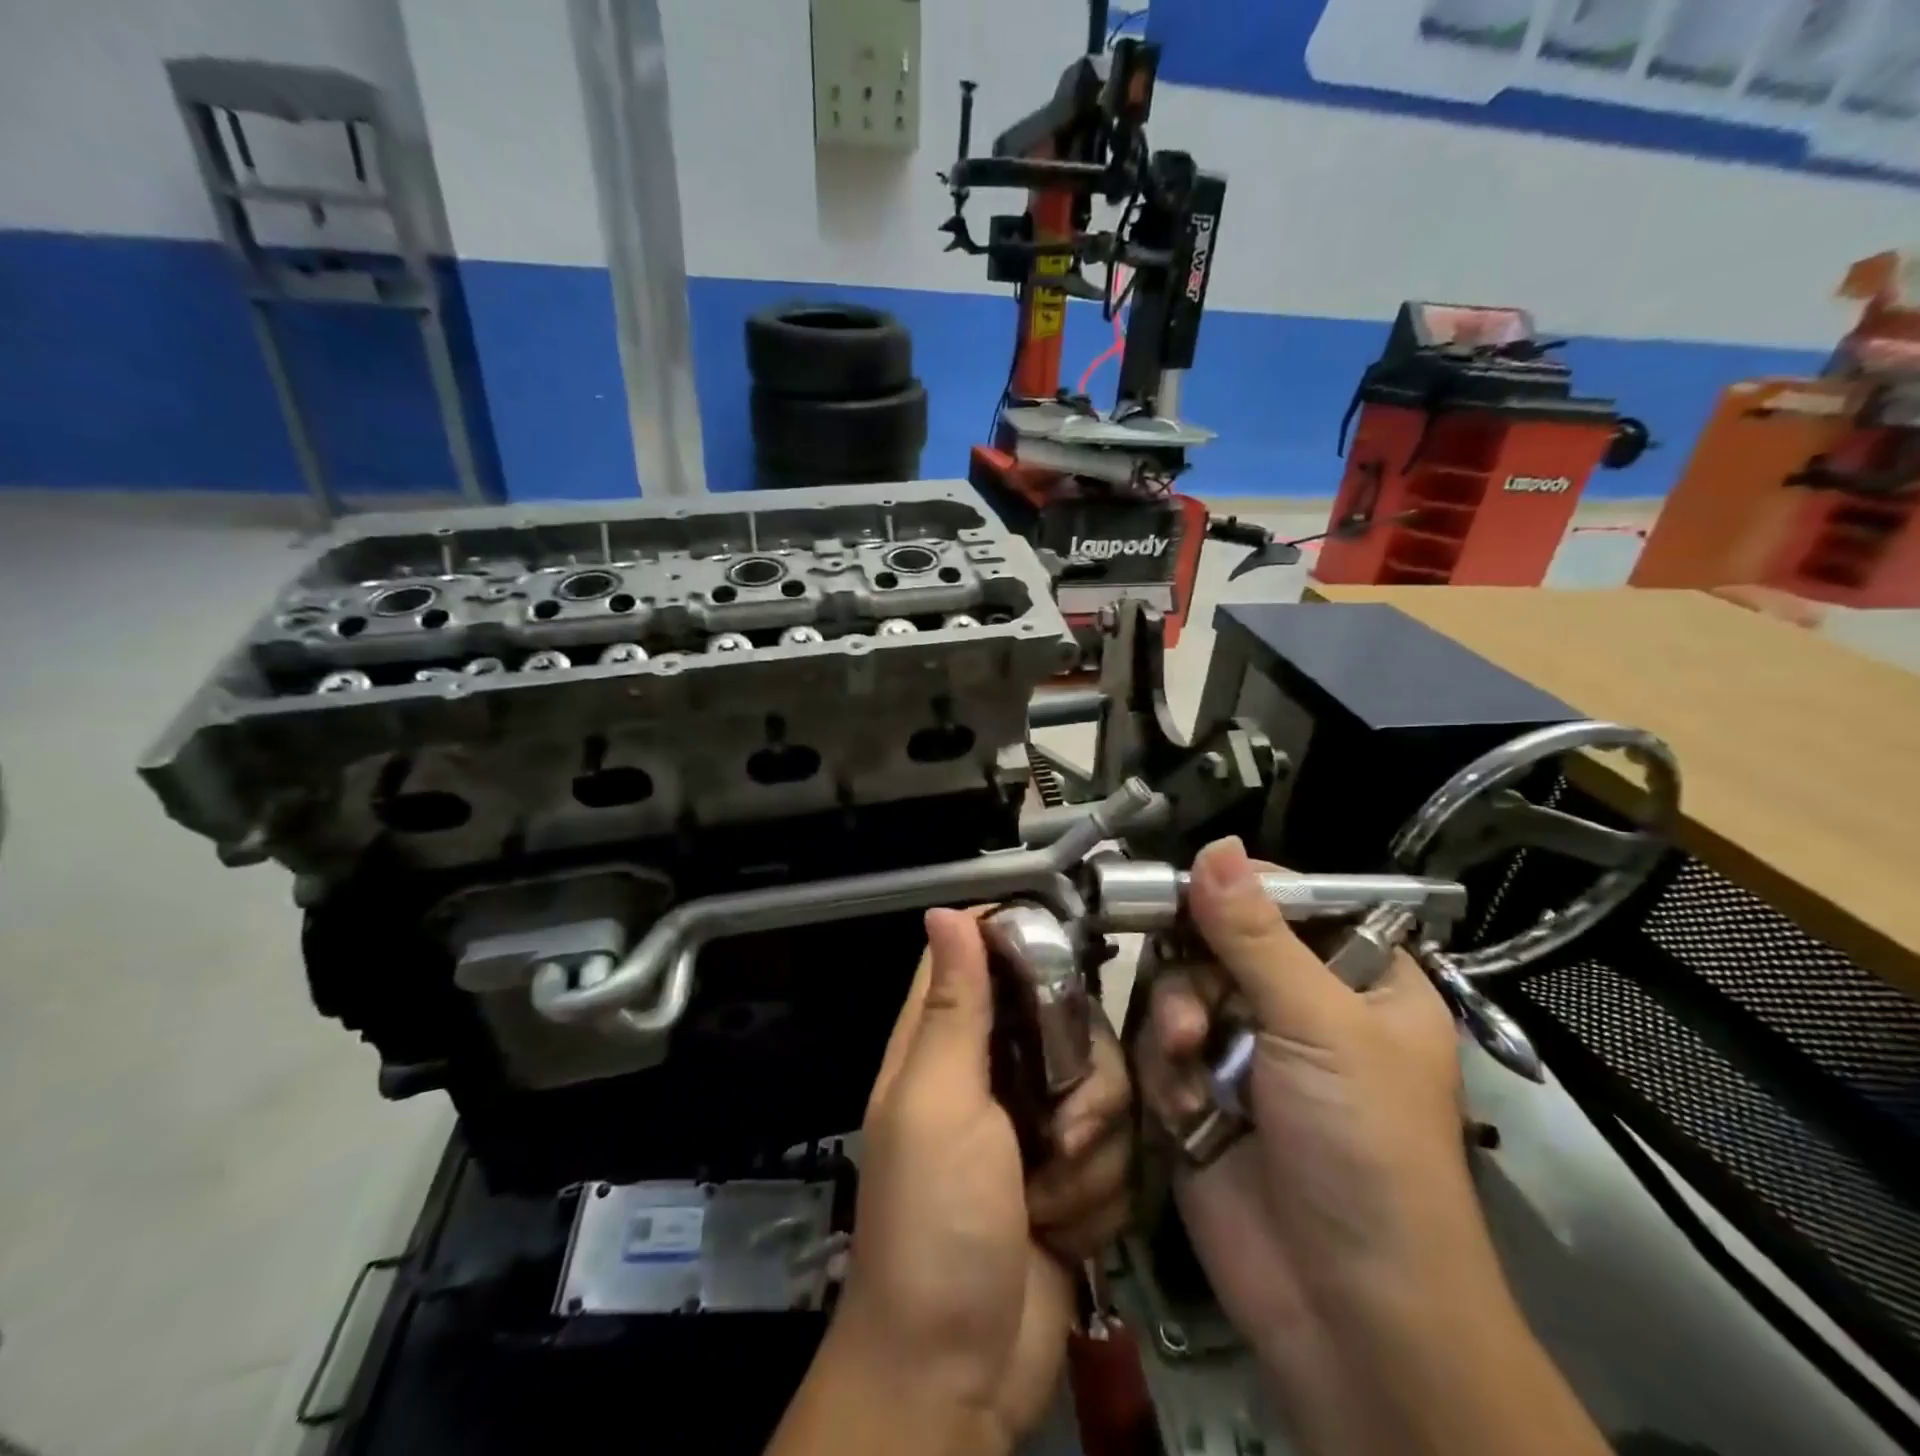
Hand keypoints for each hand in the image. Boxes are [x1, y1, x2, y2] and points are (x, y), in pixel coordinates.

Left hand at [814, 908, 1102, 1452]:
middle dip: (1084, 1081)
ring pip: (1104, 1088)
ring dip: (1091, 1153)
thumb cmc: (935, 1225)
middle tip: (1062, 1129)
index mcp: (945, 1041)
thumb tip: (943, 910)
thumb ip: (953, 1008)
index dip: (1026, 941)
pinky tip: (1064, 1228)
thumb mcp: (938, 1105)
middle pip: (1069, 1022)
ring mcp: (1034, 1125)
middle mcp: (992, 1071)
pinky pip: (1116, 1149)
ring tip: (1049, 1197)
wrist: (959, 1372)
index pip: (983, 955)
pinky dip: (1098, 1192)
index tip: (1072, 957)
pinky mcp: (1070, 1175)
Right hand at [1134, 838, 1500, 1451]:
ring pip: (1179, 988)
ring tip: (1186, 1063)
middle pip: (1217, 940)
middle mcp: (1299, 1004)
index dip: (1237, 889)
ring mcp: (1245, 1049)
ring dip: (1174, 1022)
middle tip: (1192, 1010)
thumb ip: (1256, 936)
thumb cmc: (1366, 1153)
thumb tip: (1214, 846)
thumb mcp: (1320, 1028)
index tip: (1187, 891)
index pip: (1288, 899)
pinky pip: (1159, 1044)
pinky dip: (1163, 1069)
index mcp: (1358, 978)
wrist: (1345, 1316)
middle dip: (1196, 971)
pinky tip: (1183, 1107)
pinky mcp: (1200, 1091)